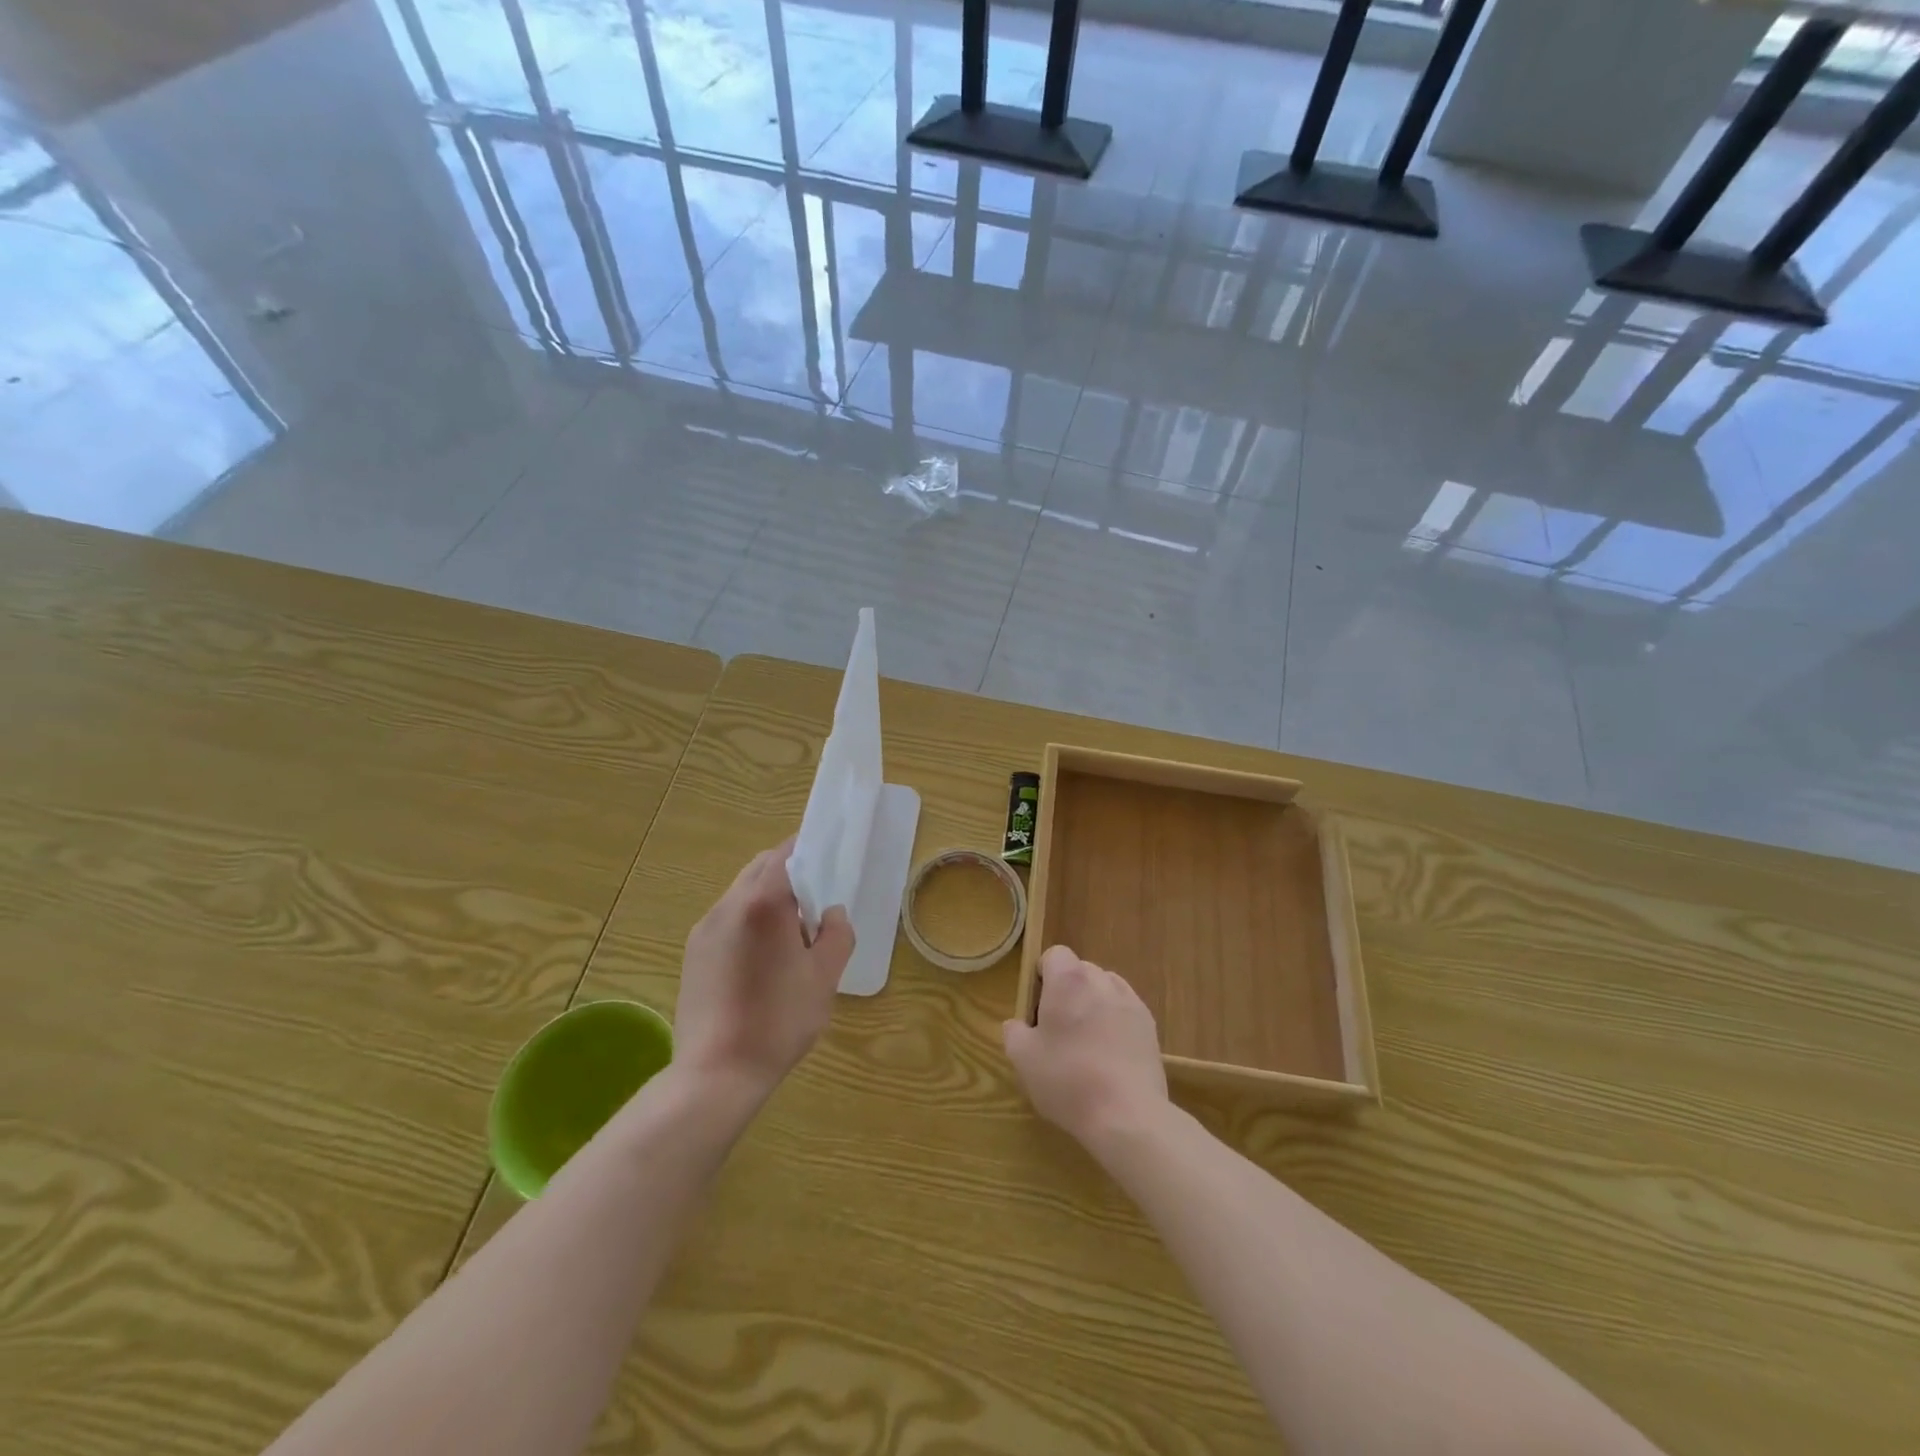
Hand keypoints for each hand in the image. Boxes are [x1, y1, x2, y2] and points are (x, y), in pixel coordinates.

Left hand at [674, 840, 853, 1100]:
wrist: (716, 1073)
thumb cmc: (779, 1020)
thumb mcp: (824, 977)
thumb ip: (836, 934)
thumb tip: (831, 913)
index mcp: (763, 903)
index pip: (785, 853)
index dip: (808, 847)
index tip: (827, 854)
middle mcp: (728, 906)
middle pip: (760, 868)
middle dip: (788, 871)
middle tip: (815, 897)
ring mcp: (705, 929)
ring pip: (741, 893)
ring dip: (768, 897)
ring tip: (790, 934)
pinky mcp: (692, 953)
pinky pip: (726, 919)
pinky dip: (749, 919)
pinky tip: (762, 957)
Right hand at [1002, 945, 1168, 1150]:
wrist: (1127, 1115)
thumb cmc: (1068, 1080)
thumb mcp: (1023, 1059)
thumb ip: (1014, 1032)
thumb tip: (1018, 1025)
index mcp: (1069, 981)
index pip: (1055, 954)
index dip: (1044, 976)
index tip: (1038, 1007)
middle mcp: (1102, 981)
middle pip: (1080, 970)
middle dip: (1068, 991)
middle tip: (1058, 1028)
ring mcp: (1130, 1002)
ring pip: (1105, 989)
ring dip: (1093, 1004)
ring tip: (1087, 1041)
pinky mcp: (1150, 1026)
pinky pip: (1125, 1010)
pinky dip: (1115, 1022)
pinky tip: (1110, 1055)